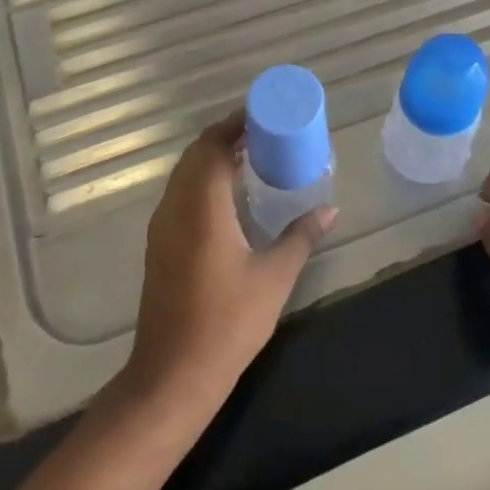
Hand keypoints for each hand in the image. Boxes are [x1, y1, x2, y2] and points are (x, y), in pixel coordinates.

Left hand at [125, 111, 335, 411]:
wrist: (172, 376)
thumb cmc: (227, 323)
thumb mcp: (274, 278)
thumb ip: (301, 237)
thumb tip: (330, 210)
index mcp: (201, 206)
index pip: (212, 145)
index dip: (235, 123)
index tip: (264, 114)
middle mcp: (175, 207)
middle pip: (196, 154)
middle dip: (226, 136)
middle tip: (264, 133)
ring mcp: (162, 226)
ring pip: (184, 174)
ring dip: (213, 158)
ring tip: (252, 157)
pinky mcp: (159, 244)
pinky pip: (180, 194)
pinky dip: (203, 180)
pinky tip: (230, 196)